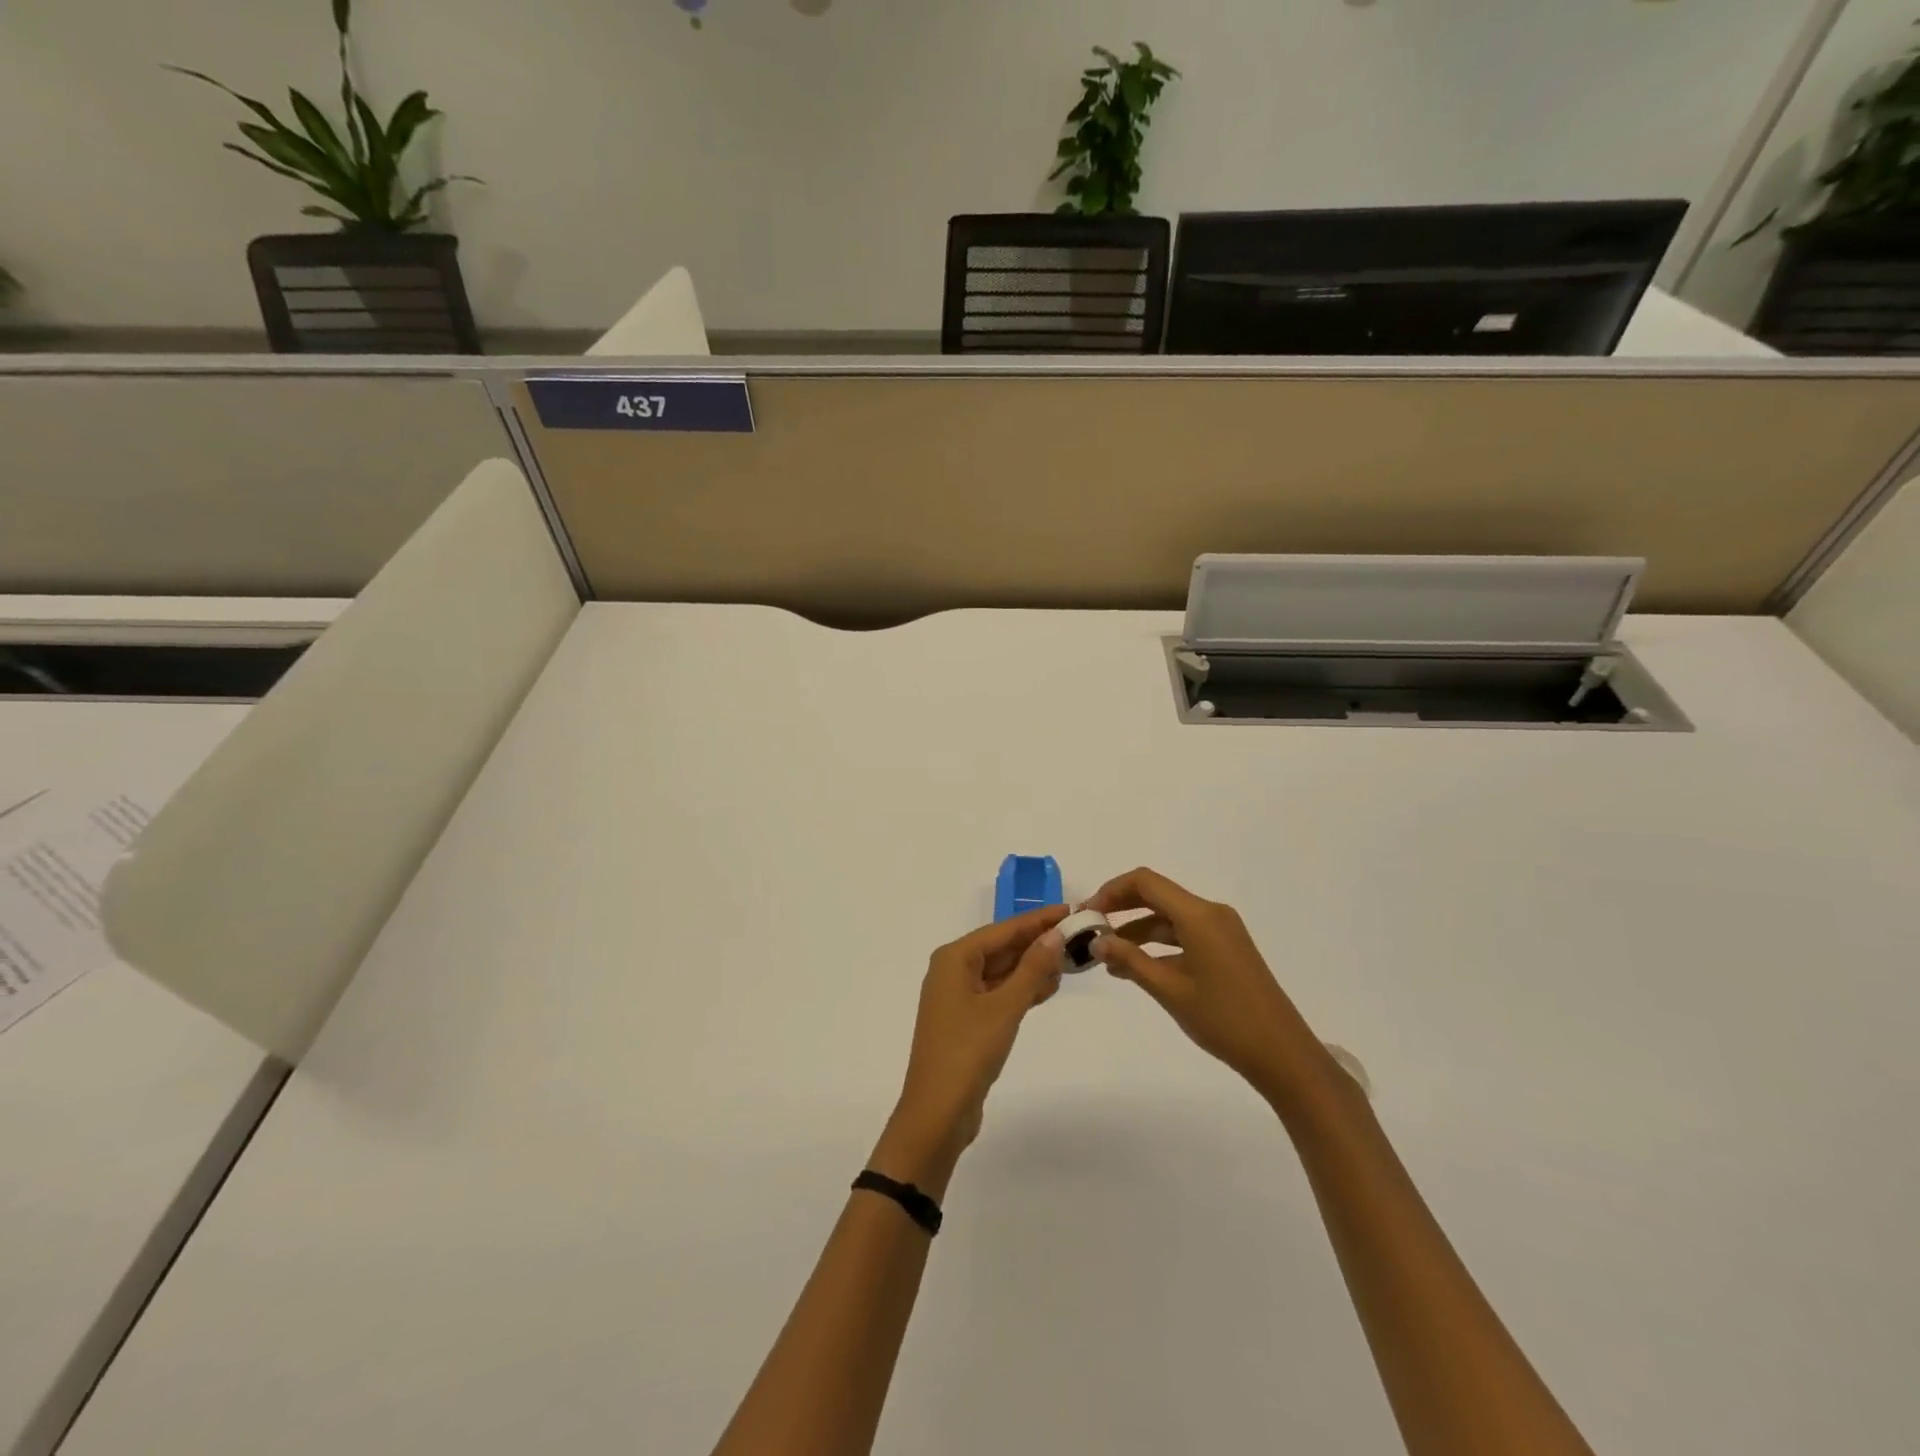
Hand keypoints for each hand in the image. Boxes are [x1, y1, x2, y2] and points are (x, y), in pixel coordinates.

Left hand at [874, 905, 1069, 1192]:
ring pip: (1001, 971)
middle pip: (1001, 948)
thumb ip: (1032, 969)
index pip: (1003, 929)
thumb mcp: (1005, 1007)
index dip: (1038, 920)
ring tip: (1070, 961)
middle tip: (1077, 936)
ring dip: (1032, 967)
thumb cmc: (968, 1051)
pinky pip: (998, 993)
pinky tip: (1048, 988)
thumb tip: (1055, 934)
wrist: (937, 1112)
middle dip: (1037, 943)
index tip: (1070, 910)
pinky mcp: (967, 1020)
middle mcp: (952, 970)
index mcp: (954, 958)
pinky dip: (1022, 989)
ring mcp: (958, 997)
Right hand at [1089, 868, 1334, 1104]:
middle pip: (1156, 895)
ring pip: (1168, 917)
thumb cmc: (1223, 1019)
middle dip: (1121, 908)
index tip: (1087, 913)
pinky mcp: (1226, 949)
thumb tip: (1097, 941)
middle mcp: (1211, 913)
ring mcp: (1221, 931)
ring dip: (1137, 931)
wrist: (1282, 1054)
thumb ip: (1130, 960)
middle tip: (1091, 929)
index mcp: (1199, 915)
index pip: (1145, 882)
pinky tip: (1136, 967)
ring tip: (1107, 957)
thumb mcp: (1169, 990)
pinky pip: (1184, 934)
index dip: (1111, 891)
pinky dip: (1158, 945)